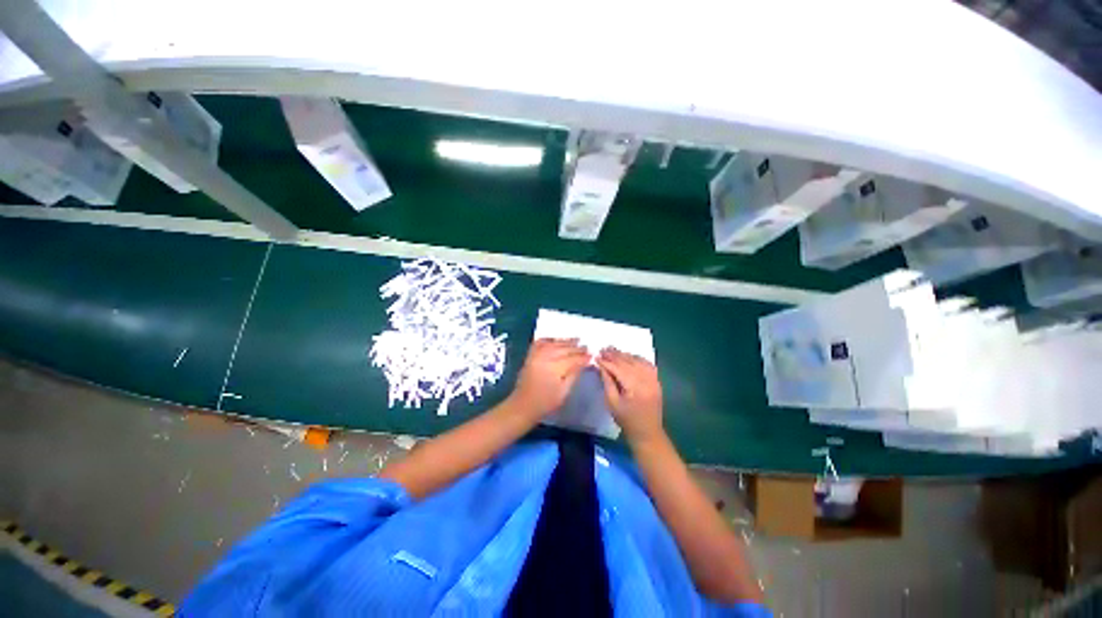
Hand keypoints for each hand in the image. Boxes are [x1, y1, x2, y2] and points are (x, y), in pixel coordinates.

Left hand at [509, 339, 590, 417]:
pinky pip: (540, 343)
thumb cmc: (545, 403)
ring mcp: (536, 356)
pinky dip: (549, 339)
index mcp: (555, 369)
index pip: (573, 359)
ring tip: (576, 340)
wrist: (523, 406)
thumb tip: (583, 363)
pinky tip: (556, 340)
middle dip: (576, 348)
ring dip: (565, 341)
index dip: (583, 357)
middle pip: (564, 349)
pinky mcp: (530, 356)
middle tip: (586, 347)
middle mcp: (545, 358)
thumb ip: (574, 375)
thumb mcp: (564, 392)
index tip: (592, 356)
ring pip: (553, 344)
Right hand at [596, 347, 663, 444]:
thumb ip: (607, 382)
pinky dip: (637, 358)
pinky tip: (629, 356)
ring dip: (624, 355)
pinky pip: (647, 364)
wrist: (648, 432)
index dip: (606, 362)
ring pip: (637, 361)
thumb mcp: (612, 403)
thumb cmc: (626, 420)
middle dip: (614, 355)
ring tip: (612, 350)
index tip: (596, 356)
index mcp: (635, 387)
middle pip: (628, 362)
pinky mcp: (656, 380)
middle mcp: (646, 380)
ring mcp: (653, 379)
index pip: (618, 369)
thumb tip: (601, 365)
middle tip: (603, 349)